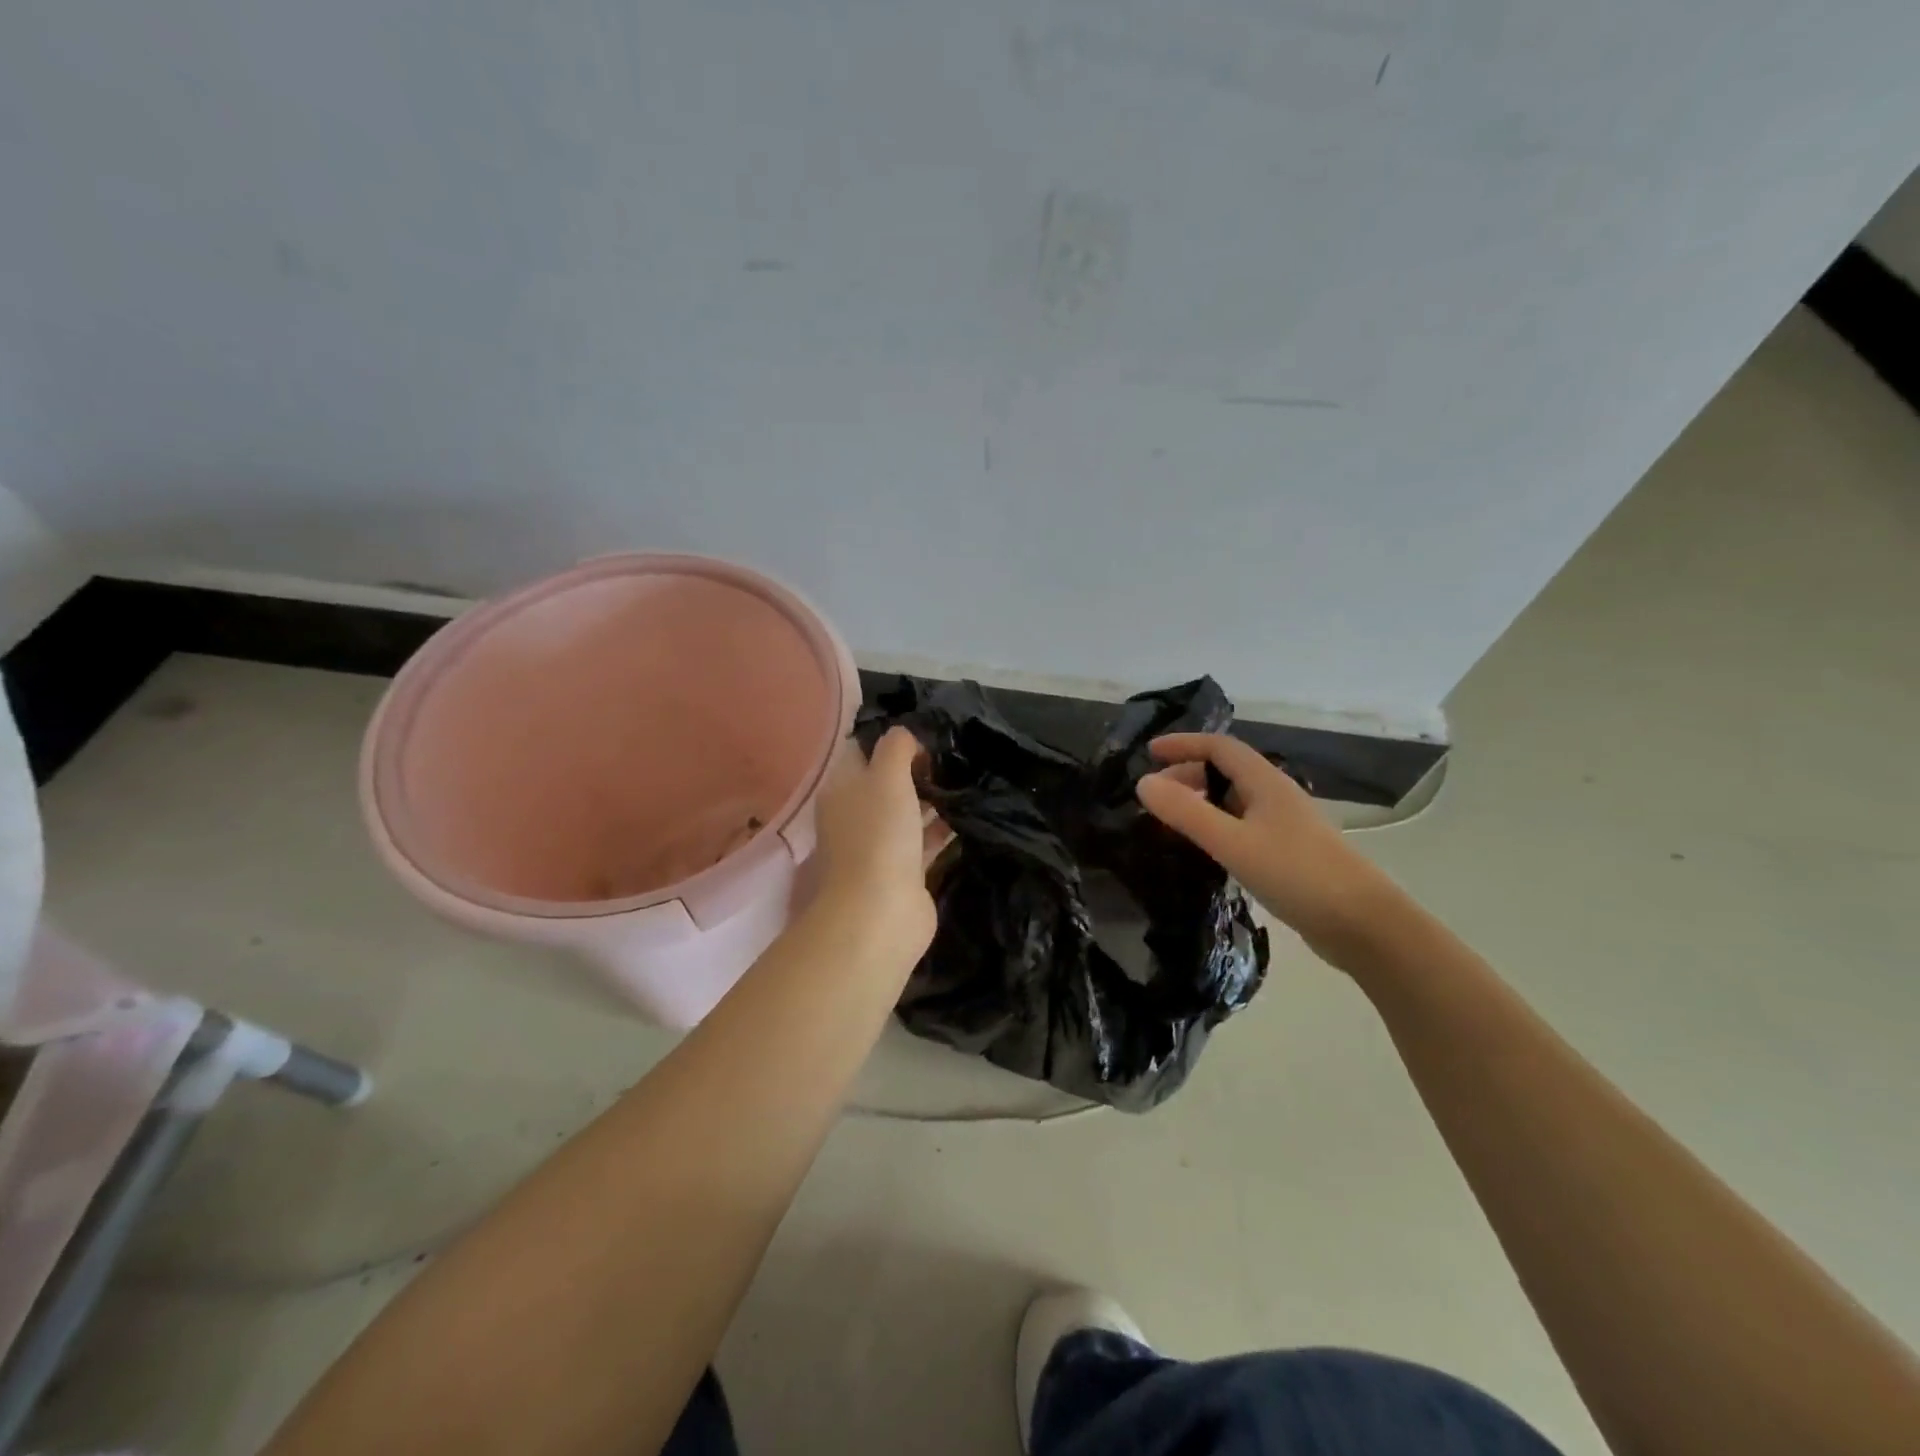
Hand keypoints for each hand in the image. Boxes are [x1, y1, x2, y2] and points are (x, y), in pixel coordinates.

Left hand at [809, 727, 949, 971]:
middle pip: (887, 781)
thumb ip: (896, 746)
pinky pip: (925, 840)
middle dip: (917, 767)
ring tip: (969, 777)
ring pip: (908, 811)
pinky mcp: (904, 871)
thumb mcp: (886, 775)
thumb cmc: (879, 834)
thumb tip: (906, 734)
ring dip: (933, 797)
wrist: (880, 912)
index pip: (862, 750)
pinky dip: (943, 828)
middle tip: (954, 753)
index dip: (891, 737)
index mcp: (842, 788)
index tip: (926, 729)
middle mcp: (856, 814)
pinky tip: (970, 813)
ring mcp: (880, 845)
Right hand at [1136, 732, 1397, 964]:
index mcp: (1265, 782)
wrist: (1363, 924)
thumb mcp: (1233, 842)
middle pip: (1227, 771)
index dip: (1183, 744)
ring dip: (1202, 801)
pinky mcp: (1289, 853)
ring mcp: (1286, 825)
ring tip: (1173, 821)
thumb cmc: (1296, 874)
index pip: (1219, 747)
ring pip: (1235, 799)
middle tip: (1155, 797)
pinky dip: (1217, 825)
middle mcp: (1276, 796)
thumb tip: (1143, 782)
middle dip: (1188, 775)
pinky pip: (1243, 825)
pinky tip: (1207, 849)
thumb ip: (1186, 813)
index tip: (1149, 753)